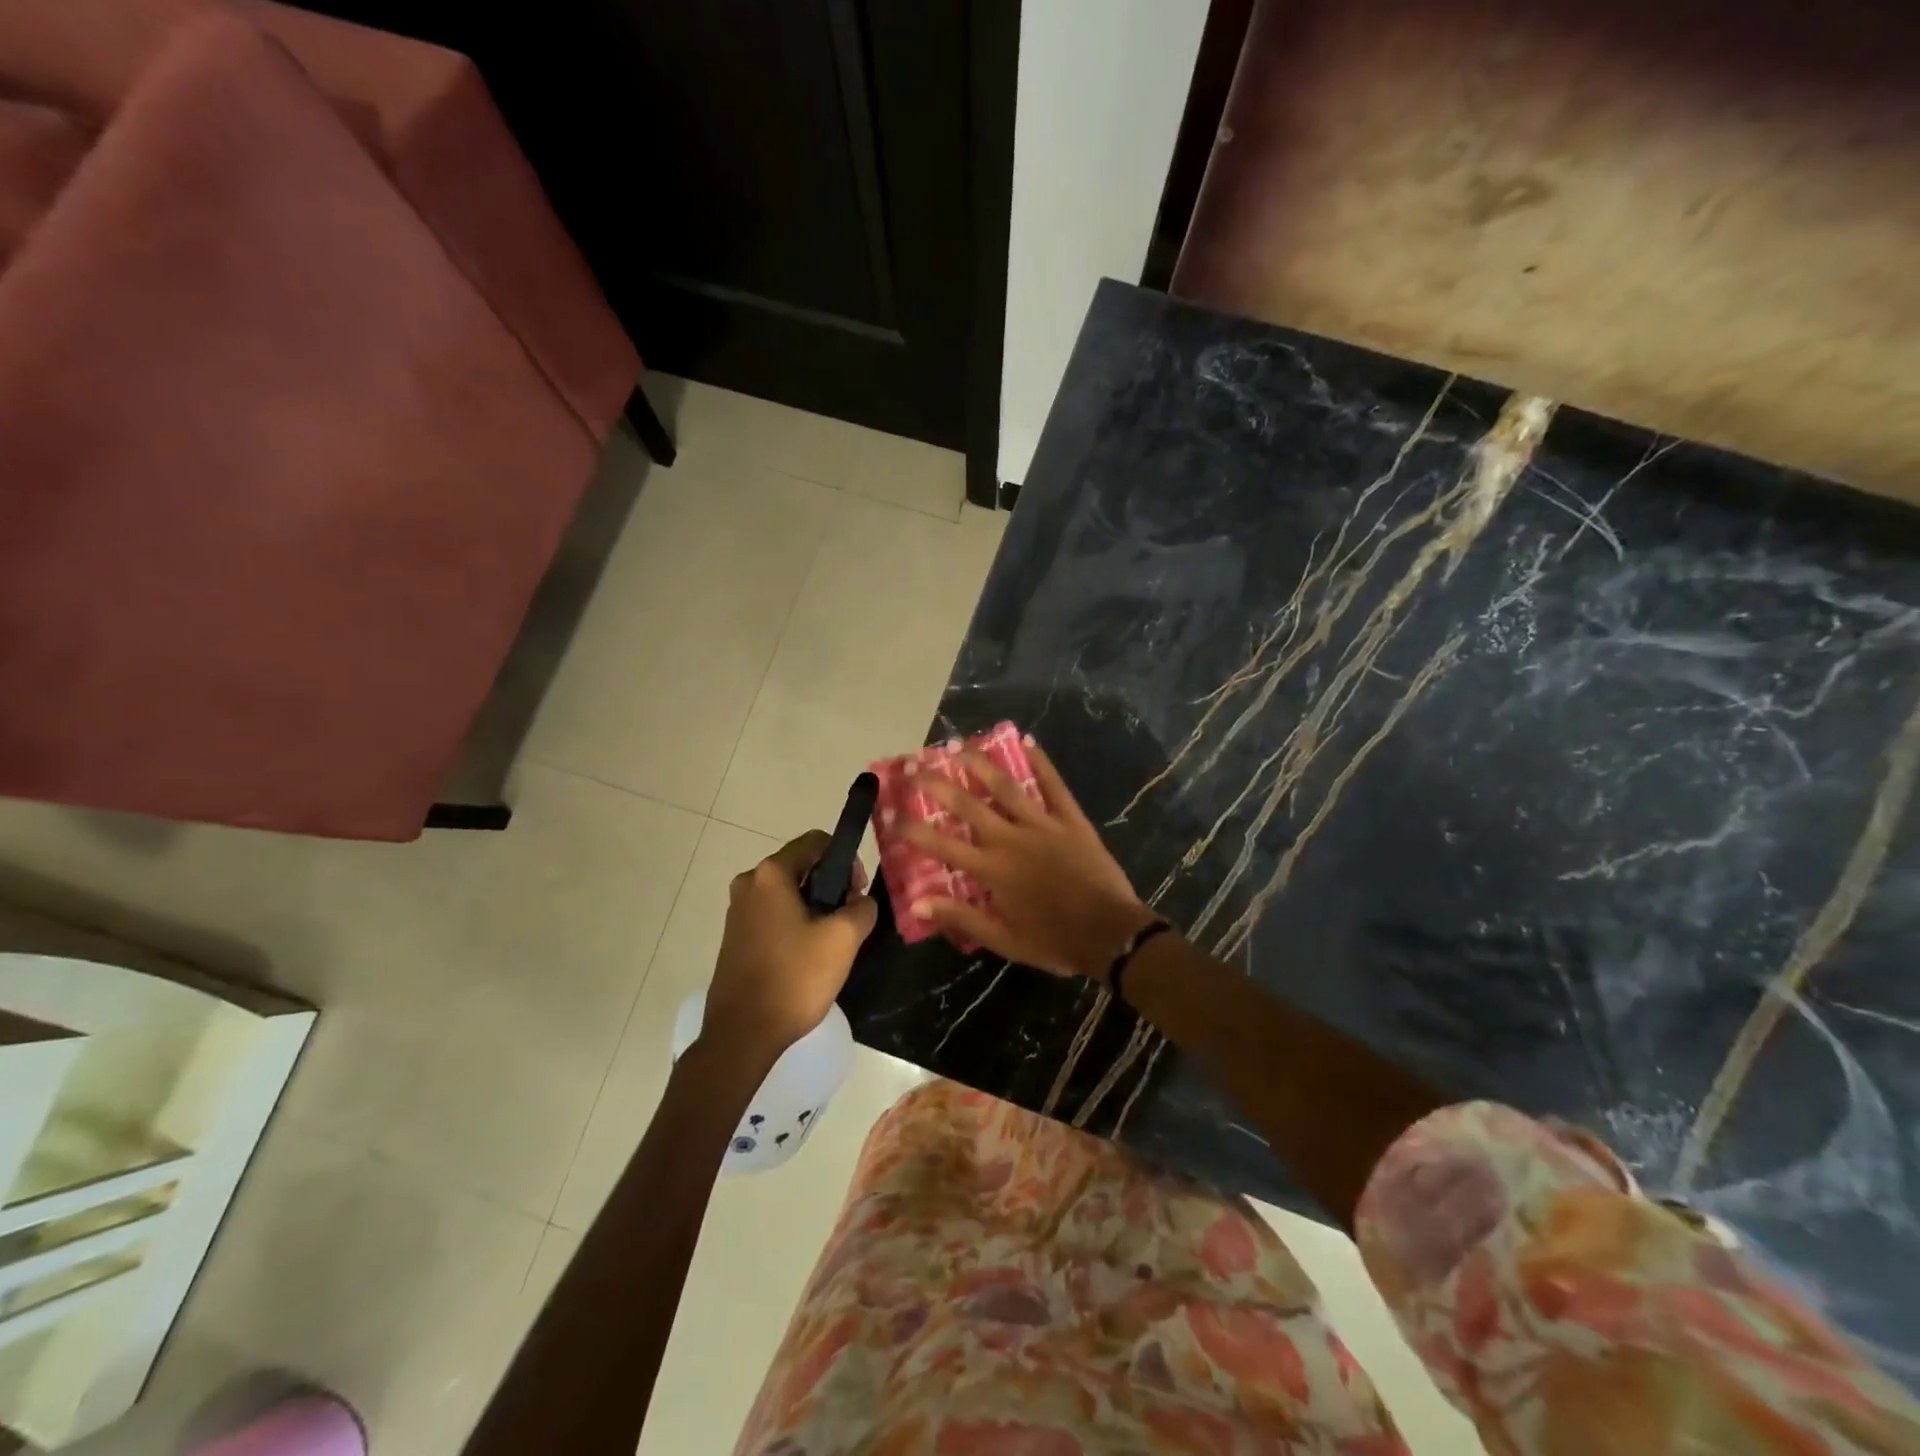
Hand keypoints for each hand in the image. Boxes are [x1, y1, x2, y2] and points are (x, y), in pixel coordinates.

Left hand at [703, 831, 878, 1059]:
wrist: (742, 1034)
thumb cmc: (794, 978)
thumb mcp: (843, 938)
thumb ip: (862, 907)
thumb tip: (860, 902)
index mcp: (770, 873)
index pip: (816, 842)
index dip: (846, 861)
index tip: (857, 895)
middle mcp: (748, 883)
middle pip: (802, 866)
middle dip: (831, 886)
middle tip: (849, 921)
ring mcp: (737, 911)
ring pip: (788, 893)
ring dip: (814, 908)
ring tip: (831, 943)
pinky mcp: (735, 937)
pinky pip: (773, 915)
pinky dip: (795, 925)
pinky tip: (807, 957)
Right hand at [901, 737, 1156, 981]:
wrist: (1110, 934)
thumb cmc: (1054, 941)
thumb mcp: (1003, 940)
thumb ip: (960, 917)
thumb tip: (917, 903)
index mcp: (992, 870)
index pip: (942, 845)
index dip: (913, 829)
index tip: (891, 814)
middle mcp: (1011, 839)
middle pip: (968, 805)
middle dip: (938, 784)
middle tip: (916, 764)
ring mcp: (1042, 825)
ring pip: (1006, 787)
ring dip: (980, 763)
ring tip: (959, 744)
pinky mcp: (1070, 819)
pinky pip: (1053, 785)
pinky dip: (1041, 762)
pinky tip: (1027, 740)